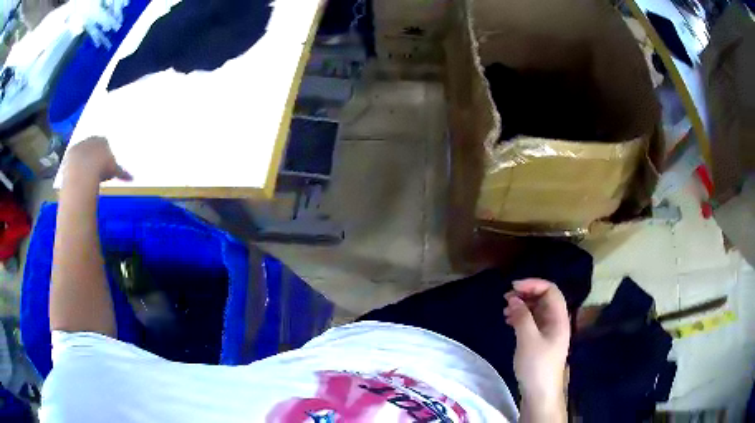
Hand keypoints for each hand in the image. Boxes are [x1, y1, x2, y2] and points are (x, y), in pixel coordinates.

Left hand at [62, 137, 130, 183]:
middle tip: (93, 170)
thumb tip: (133, 178)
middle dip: (92, 156)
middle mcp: (91, 139)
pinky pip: (71, 160)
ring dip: (82, 161)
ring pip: (81, 153)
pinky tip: (75, 177)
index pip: (104, 143)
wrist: (83, 171)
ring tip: (84, 175)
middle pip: (91, 146)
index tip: (103, 166)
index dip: (104, 155)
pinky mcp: (69, 154)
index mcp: (102, 140)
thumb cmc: (101, 168)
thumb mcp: (114, 171)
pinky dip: (73, 167)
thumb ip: (121, 173)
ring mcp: (79, 145)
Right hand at [504, 278, 568, 400]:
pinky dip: (521, 318)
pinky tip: (509, 321)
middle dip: (525, 294)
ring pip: (537, 310)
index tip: (513, 287)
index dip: (533, 284)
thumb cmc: (537, 365)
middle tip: (506, 298)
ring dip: (522, 306)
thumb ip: (522, 316)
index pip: (550, 290)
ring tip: (505, 310)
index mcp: (559, 318)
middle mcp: (556, 321)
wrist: (540, 393)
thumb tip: (513, 299)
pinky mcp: (541, 341)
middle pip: (544, 298)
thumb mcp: (528, 339)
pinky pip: (532, 322)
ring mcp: (549, 332)